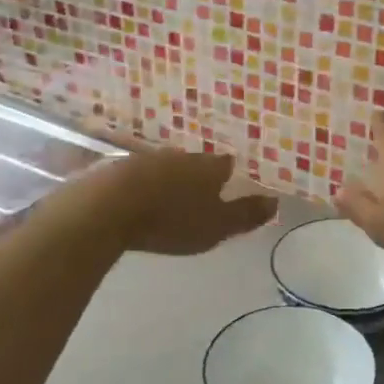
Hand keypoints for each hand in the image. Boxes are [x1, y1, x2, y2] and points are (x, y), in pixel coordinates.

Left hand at [80, 149, 276, 255]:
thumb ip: (246, 215)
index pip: (226, 165)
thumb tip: (276, 201)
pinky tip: (136, 200)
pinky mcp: (116, 169)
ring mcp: (146, 160)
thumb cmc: (171, 219)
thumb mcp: (217, 226)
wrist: (107, 208)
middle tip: (199, 194)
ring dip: (168, 180)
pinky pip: (136, 176)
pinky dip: (141, 186)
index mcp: (208, 166)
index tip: (229, 185)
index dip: (229, 175)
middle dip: (197, 177)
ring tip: (168, 198)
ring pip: (165, 167)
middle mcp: (180, 156)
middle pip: (195, 163)